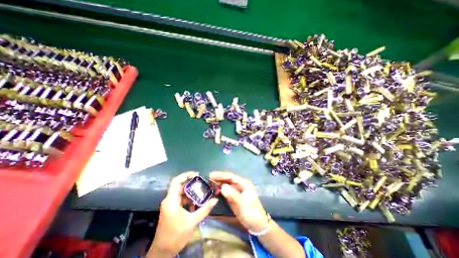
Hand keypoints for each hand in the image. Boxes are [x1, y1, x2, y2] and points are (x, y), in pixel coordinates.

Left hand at [148, 171, 216, 257]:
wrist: (162, 252)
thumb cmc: (176, 235)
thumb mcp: (192, 221)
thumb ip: (205, 209)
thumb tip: (215, 200)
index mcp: (171, 201)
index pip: (176, 182)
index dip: (185, 175)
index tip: (196, 174)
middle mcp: (169, 200)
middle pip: (180, 186)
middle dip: (191, 184)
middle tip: (202, 183)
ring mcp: (169, 205)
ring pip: (181, 193)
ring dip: (190, 192)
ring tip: (201, 193)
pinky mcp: (171, 209)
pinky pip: (180, 199)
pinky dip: (188, 199)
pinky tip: (195, 204)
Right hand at [209, 173, 269, 232]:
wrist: (257, 224)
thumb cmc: (251, 213)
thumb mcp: (242, 204)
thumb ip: (233, 195)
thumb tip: (223, 187)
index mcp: (244, 183)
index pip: (231, 176)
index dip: (221, 175)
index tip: (211, 175)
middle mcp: (240, 184)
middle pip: (228, 179)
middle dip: (219, 178)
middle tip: (208, 178)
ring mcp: (238, 190)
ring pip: (227, 183)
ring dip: (219, 183)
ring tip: (210, 183)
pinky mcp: (235, 195)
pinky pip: (227, 189)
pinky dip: (221, 189)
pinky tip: (215, 190)